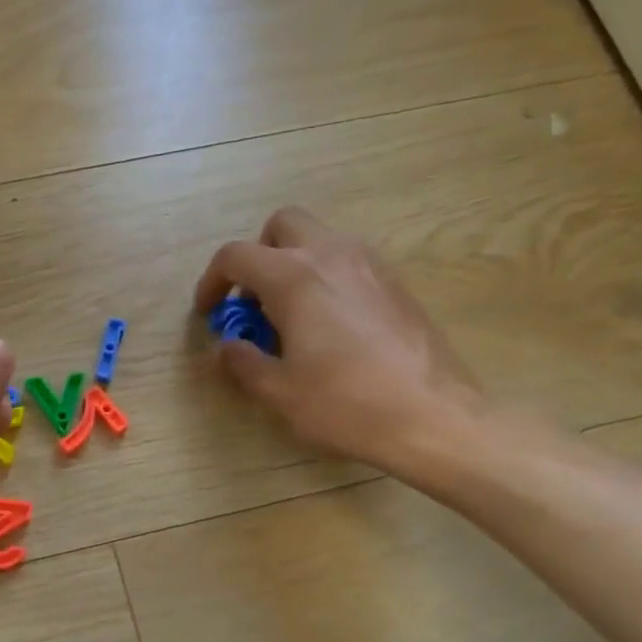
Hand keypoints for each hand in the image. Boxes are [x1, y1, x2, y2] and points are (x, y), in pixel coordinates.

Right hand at [193, 208, 485, 475]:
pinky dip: (325, 278)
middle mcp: (332, 255)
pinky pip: (348, 262)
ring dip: (293, 264)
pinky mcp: (396, 284)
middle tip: (252, 302)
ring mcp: (370, 265)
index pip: (236, 256)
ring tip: (289, 317)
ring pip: (320, 239)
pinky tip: (328, 327)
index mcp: (294, 277)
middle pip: (282, 225)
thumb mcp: (279, 390)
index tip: (209, 314)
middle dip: (258, 256)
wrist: (432, 416)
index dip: (212, 282)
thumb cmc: (345, 403)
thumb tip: (225, 347)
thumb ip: (243, 361)